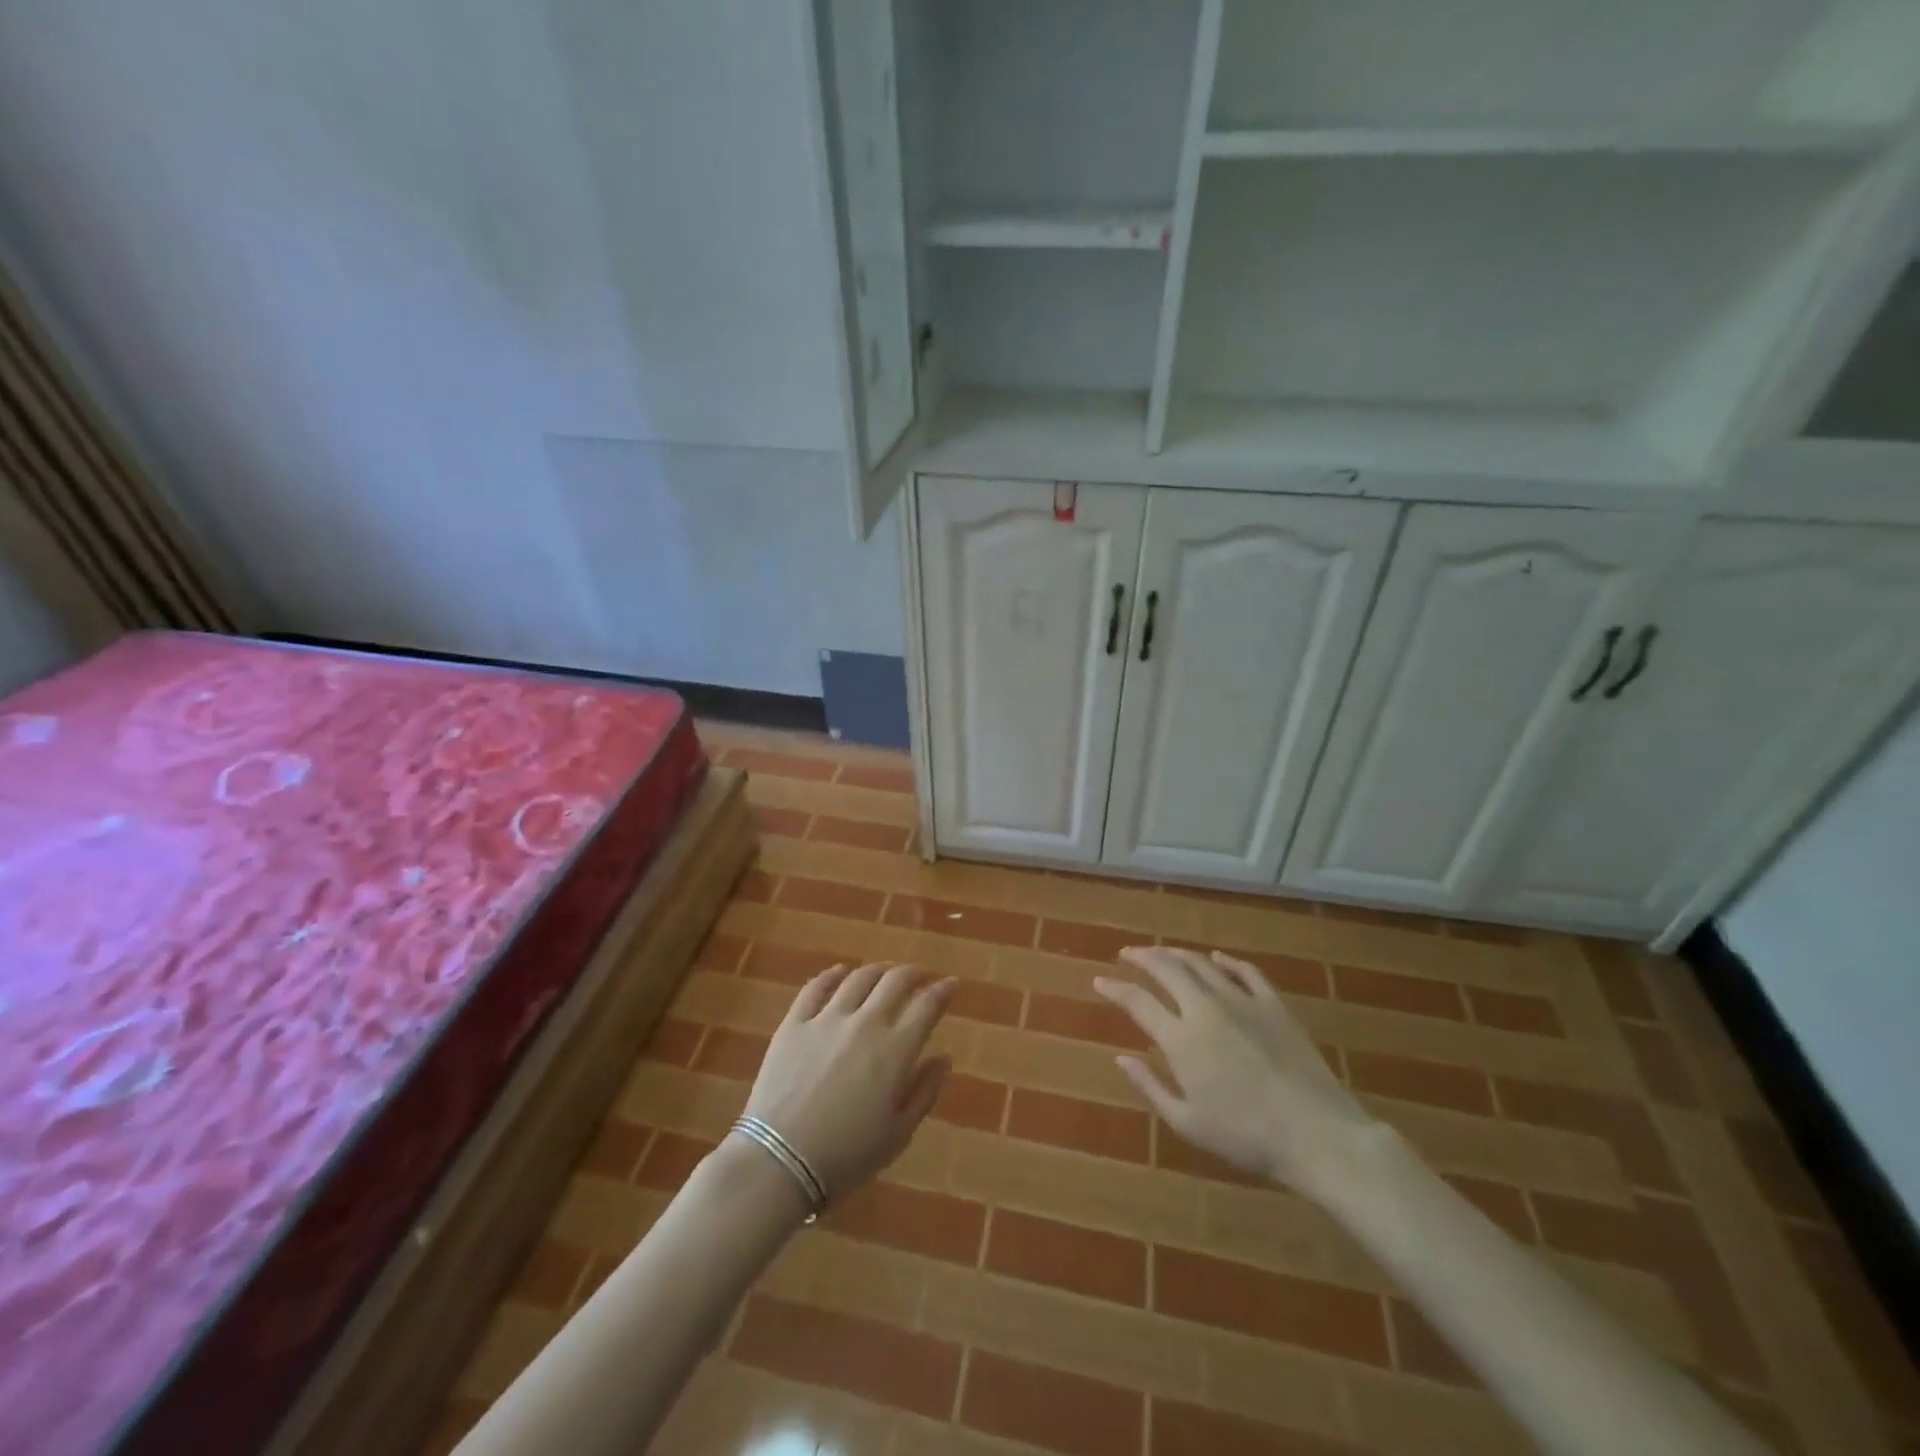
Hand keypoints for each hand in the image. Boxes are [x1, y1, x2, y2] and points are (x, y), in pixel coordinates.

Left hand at [742, 963, 955, 1203]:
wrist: (780, 1162)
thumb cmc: (846, 1156)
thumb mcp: (898, 1134)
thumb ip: (924, 1091)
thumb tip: (943, 1058)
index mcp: (895, 1050)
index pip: (927, 1006)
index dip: (943, 990)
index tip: (951, 984)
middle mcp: (865, 1023)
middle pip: (895, 981)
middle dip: (913, 973)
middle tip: (920, 976)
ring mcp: (826, 1019)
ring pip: (858, 978)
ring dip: (878, 970)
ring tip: (885, 972)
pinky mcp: (794, 1023)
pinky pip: (816, 987)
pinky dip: (832, 974)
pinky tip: (840, 972)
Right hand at [1094, 947, 1380, 1203]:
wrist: (1317, 1135)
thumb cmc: (1247, 1138)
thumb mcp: (1188, 1123)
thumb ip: (1151, 1086)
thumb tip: (1121, 1058)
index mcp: (1181, 1038)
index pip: (1138, 1001)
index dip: (1115, 988)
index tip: (1100, 980)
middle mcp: (1206, 1008)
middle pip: (1167, 968)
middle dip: (1142, 956)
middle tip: (1128, 954)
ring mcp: (1242, 1001)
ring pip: (1201, 963)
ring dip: (1176, 953)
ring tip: (1162, 952)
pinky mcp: (1273, 1004)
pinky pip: (1245, 971)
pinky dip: (1225, 960)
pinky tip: (1216, 958)